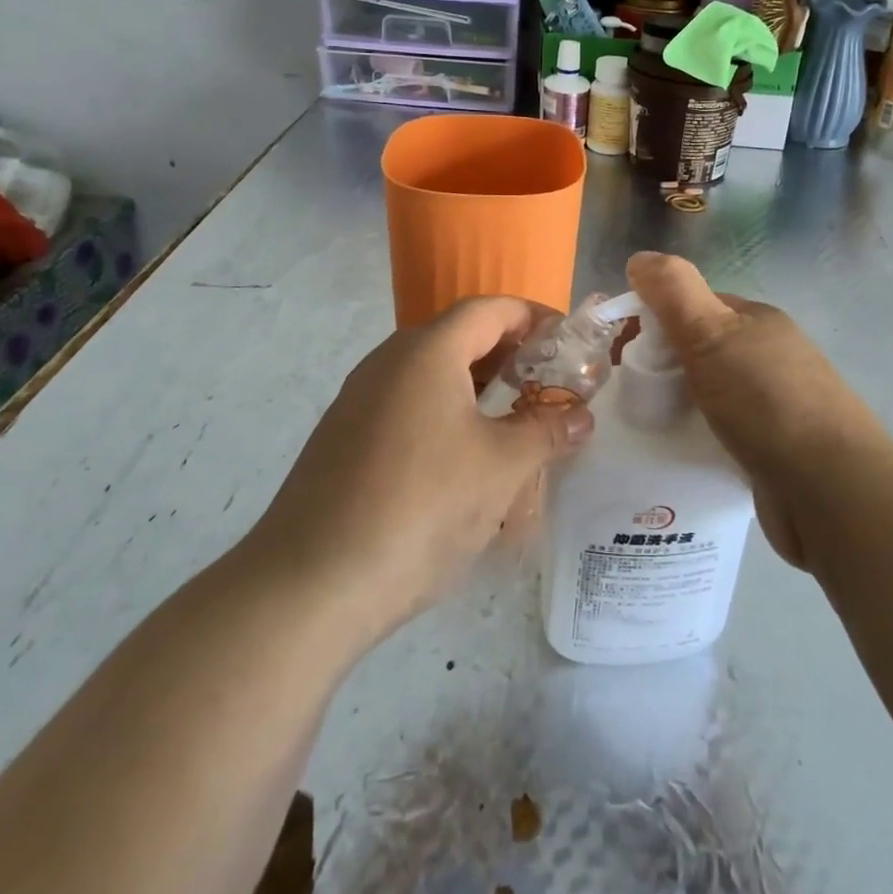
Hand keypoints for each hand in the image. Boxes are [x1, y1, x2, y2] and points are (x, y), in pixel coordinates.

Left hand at [249, 296, 593, 644]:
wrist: (310, 584)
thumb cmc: (421, 508)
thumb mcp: (501, 468)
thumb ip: (547, 431)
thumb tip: (582, 416)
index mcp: (427, 351)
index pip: (491, 309)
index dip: (535, 318)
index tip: (569, 343)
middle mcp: (388, 361)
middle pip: (459, 336)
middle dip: (510, 354)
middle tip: (549, 384)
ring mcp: (359, 399)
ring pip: (431, 373)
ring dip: (477, 386)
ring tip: (515, 420)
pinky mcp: (344, 437)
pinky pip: (407, 404)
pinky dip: (445, 412)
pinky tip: (463, 458)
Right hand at [627, 252, 892, 569]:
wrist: (830, 490)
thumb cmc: (765, 400)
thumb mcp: (711, 332)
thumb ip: (672, 291)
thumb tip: (639, 258)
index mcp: (757, 321)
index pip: (694, 305)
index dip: (653, 318)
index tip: (620, 351)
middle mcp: (770, 355)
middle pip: (700, 349)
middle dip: (662, 365)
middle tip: (629, 393)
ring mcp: (777, 404)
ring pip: (711, 393)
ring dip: (679, 404)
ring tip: (646, 426)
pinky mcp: (776, 449)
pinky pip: (724, 432)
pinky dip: (699, 437)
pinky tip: (679, 453)